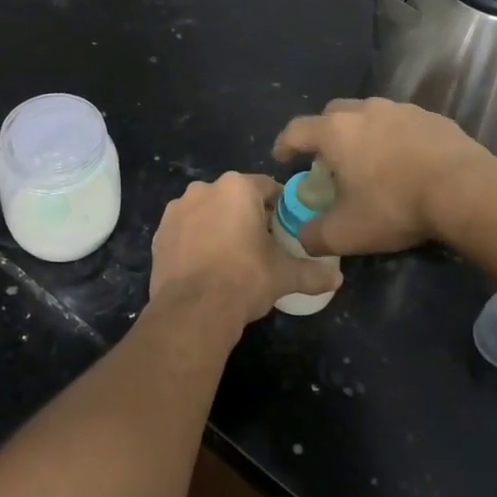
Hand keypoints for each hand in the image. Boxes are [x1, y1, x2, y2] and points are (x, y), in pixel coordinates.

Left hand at [149, 172, 341, 327]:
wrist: (193, 309)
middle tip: (260, 244)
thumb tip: (337, 279)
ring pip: (207, 211)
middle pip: (234, 197)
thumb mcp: (285, 275)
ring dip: (218, 225)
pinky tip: (205, 265)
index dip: (279, 207)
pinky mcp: (160, 232)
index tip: (286, 228)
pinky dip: (195, 240)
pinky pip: (185, 230)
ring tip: (230, 257)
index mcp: (237, 188)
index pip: (267, 187)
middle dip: (247, 215)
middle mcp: (204, 189)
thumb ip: (313, 272)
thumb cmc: (244, 279)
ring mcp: (177, 209)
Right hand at [272, 98, 496, 256]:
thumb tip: (303, 236)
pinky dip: (395, 138)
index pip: (297, 130)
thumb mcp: (346, 233)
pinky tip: (406, 163)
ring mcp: (402, 110)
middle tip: (330, 161)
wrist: (466, 191)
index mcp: (336, 132)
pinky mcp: (433, 117)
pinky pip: (402, 124)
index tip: (282, 158)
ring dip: (362, 134)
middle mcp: (365, 111)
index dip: (284, 144)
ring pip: (370, 115)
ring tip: (370, 162)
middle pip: (332, 114)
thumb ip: (314, 235)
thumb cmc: (395, 206)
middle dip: (324, 134)